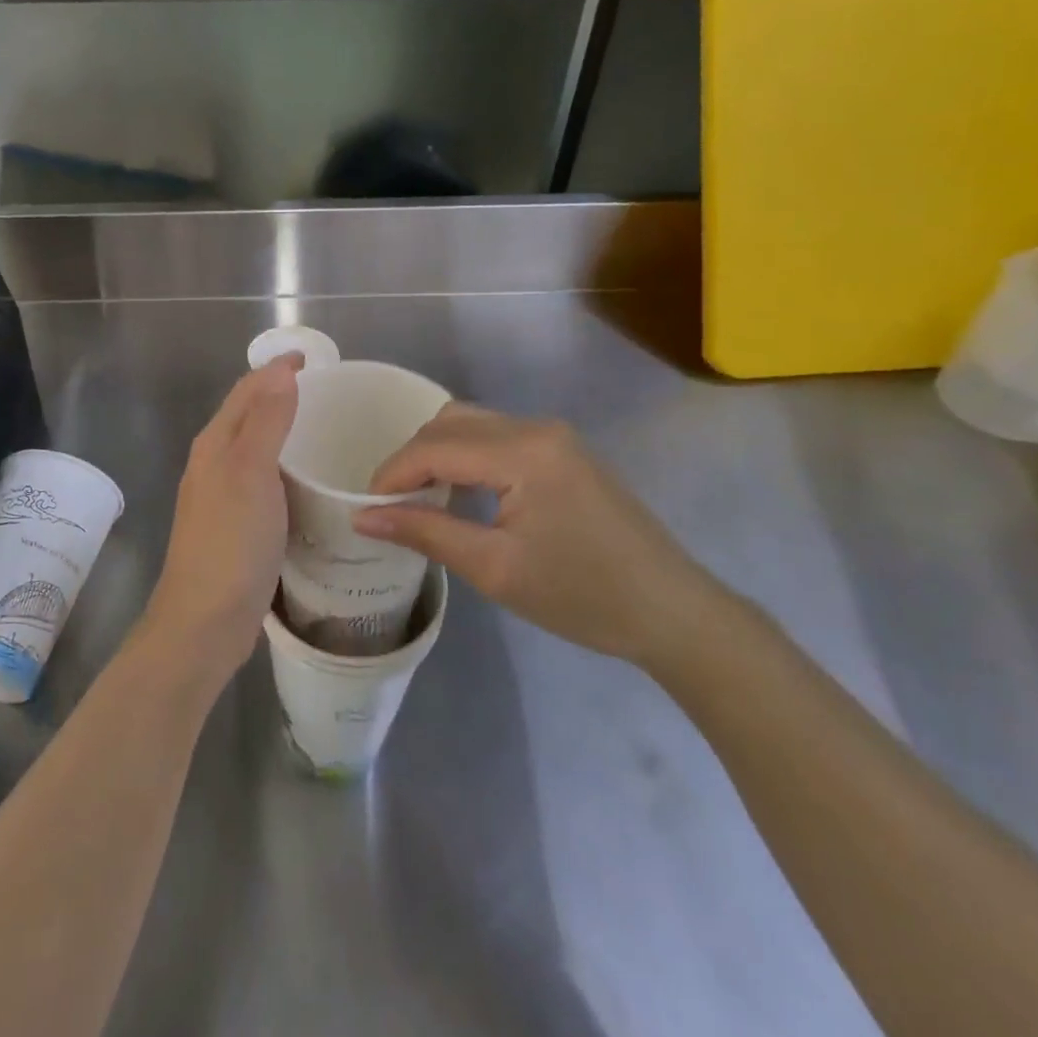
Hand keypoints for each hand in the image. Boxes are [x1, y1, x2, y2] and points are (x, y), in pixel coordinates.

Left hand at [142, 356, 300, 682]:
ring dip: (284, 432)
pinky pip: (265, 481)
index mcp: (215, 444)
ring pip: (256, 449)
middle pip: (249, 415)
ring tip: (327, 431)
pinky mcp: (237, 526)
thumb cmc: (231, 543)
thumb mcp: (251, 473)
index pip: (247, 390)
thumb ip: (266, 421)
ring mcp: (223, 497)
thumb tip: (280, 370)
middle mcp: (214, 464)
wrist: (205, 621)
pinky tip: (311, 483)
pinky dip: (286, 469)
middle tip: (329, 394)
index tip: (315, 360)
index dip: (277, 370)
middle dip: (282, 395)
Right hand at [352, 404, 729, 667]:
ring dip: (437, 453)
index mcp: (522, 452)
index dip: (392, 474)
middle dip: (411, 459)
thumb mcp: (495, 568)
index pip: (434, 446)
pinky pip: (496, 437)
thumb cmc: (583, 596)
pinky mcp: (563, 450)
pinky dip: (466, 456)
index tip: (365, 509)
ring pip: (471, 424)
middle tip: (391, 506)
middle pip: (449, 423)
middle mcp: (536, 428)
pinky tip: (461, 492)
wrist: (673, 613)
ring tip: (420, 500)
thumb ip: (426, 532)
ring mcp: (554, 435)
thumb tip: (364, 518)